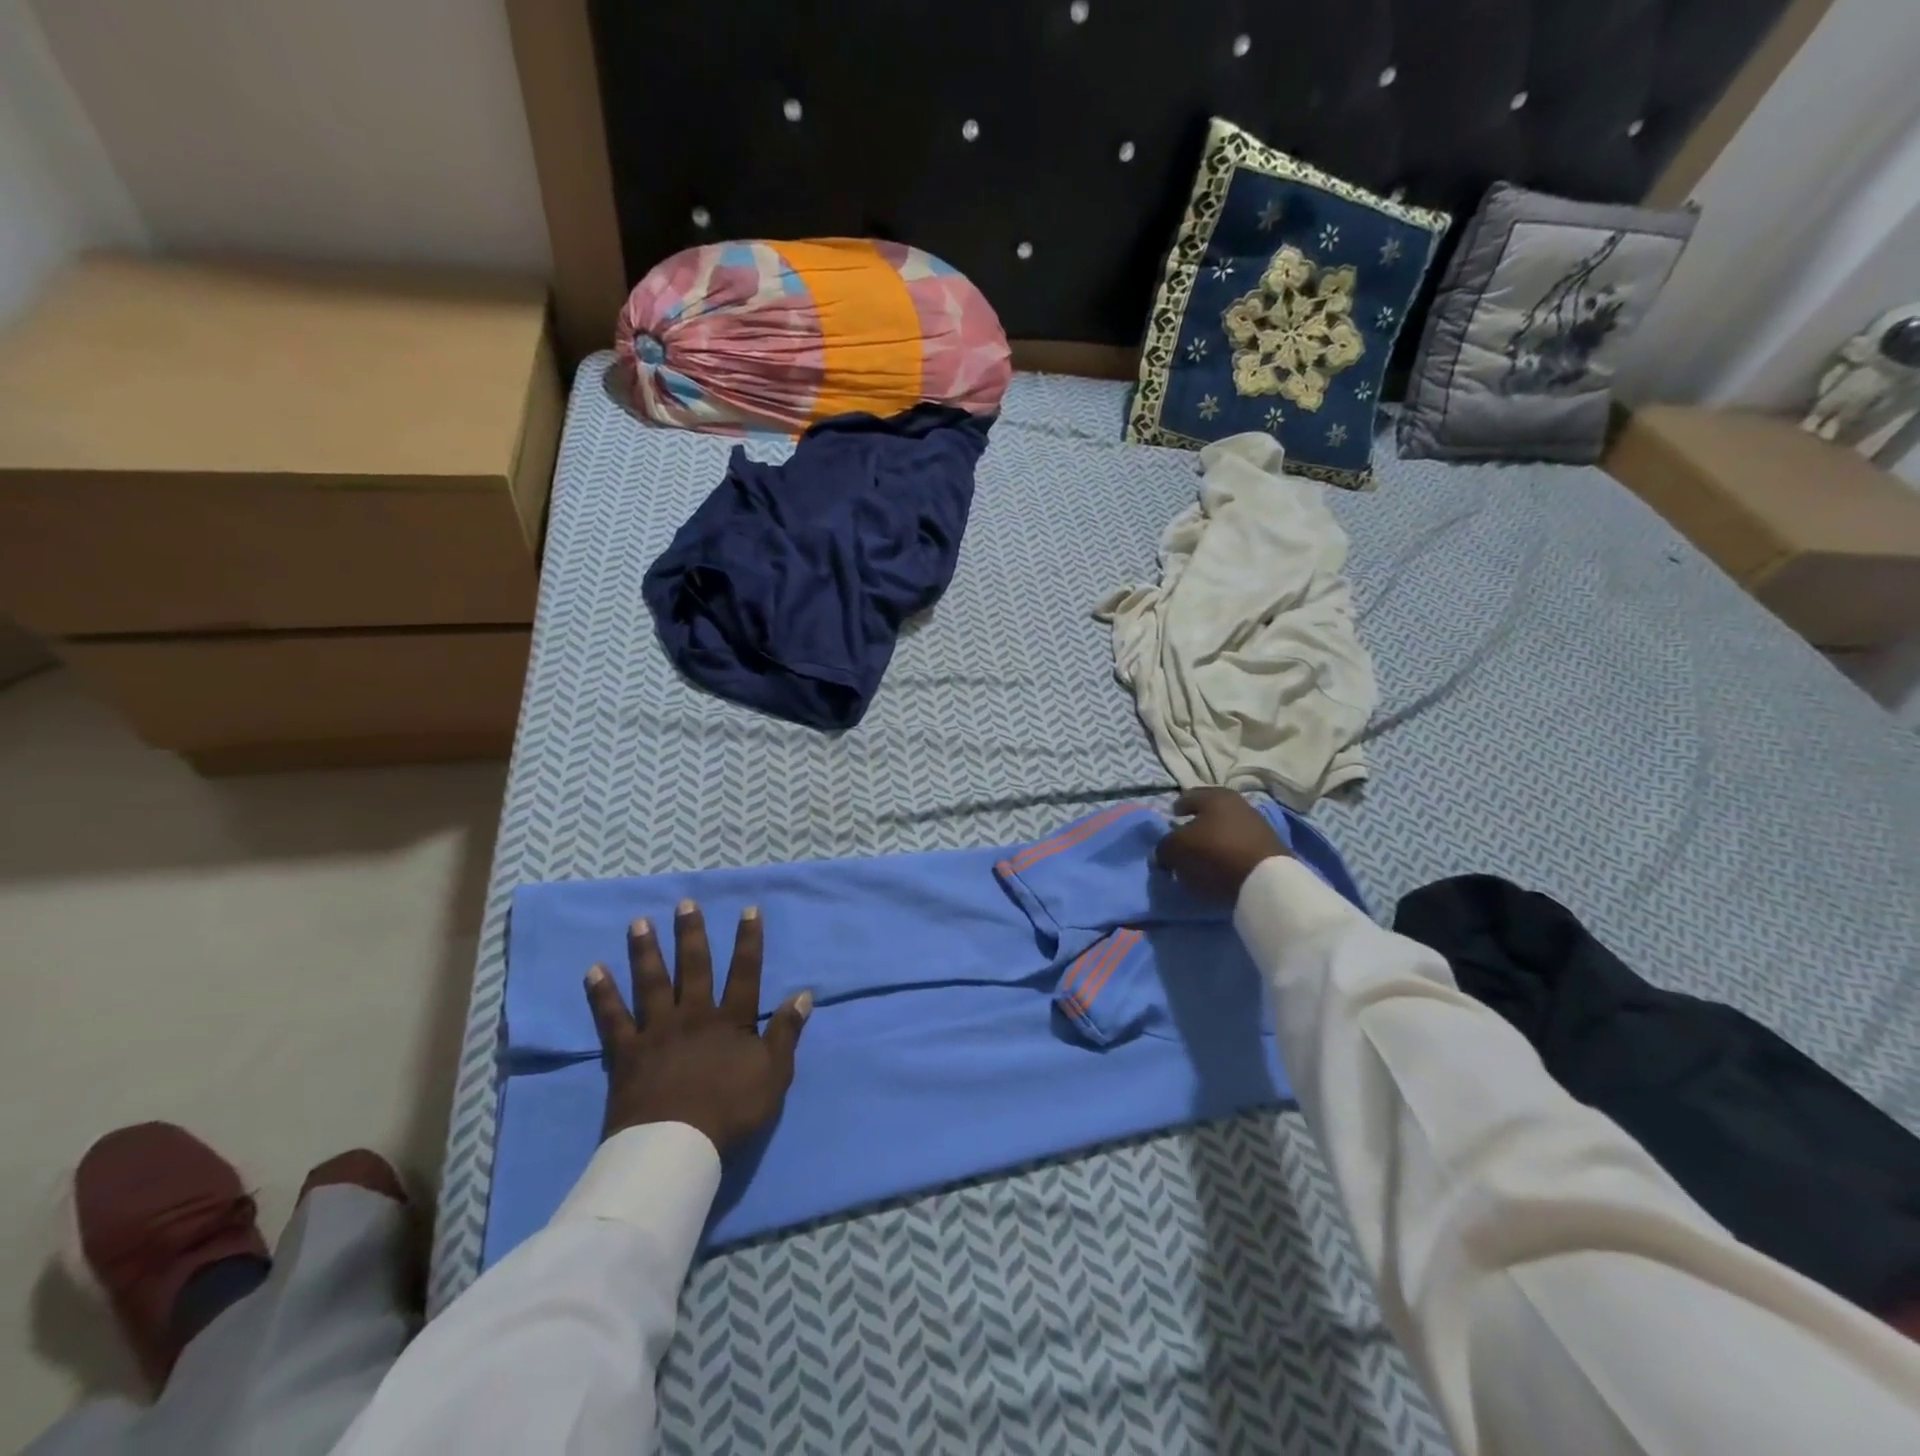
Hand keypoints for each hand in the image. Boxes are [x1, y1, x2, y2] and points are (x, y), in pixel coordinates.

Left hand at [585, 900, 811, 1153]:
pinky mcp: (627, 1053)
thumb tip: (804, 994)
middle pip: (693, 967)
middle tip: (684, 903)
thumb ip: (786, 1031)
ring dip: (646, 951)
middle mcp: (693, 1015)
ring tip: (639, 923)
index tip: (748, 910)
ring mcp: (657, 1031)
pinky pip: (612, 1018)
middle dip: (691, 934)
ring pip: (651, 983)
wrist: (676, 1146)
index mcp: (730, 1020)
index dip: (748, 940)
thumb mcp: (774, 1073)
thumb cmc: (731, 1110)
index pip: (745, 972)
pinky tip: (594, 970)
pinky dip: (602, 994)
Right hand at [1154, 787, 1289, 902]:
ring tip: (1202, 857)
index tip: (1171, 819)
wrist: (1265, 879)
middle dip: (1196, 823)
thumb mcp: (1178, 848)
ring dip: (1213, 839)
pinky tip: (1221, 865)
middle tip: (1185, 838)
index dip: (1177, 808)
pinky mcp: (1269, 846)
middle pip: (1210, 811)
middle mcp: (1238, 802)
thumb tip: (1163, 852)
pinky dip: (1228, 852)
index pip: (1188, 797)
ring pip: (1226, 828)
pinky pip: (1239, 845)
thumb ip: (1164, 847)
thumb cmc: (1216, 852)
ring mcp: (1257, 823)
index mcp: (1215, 795)